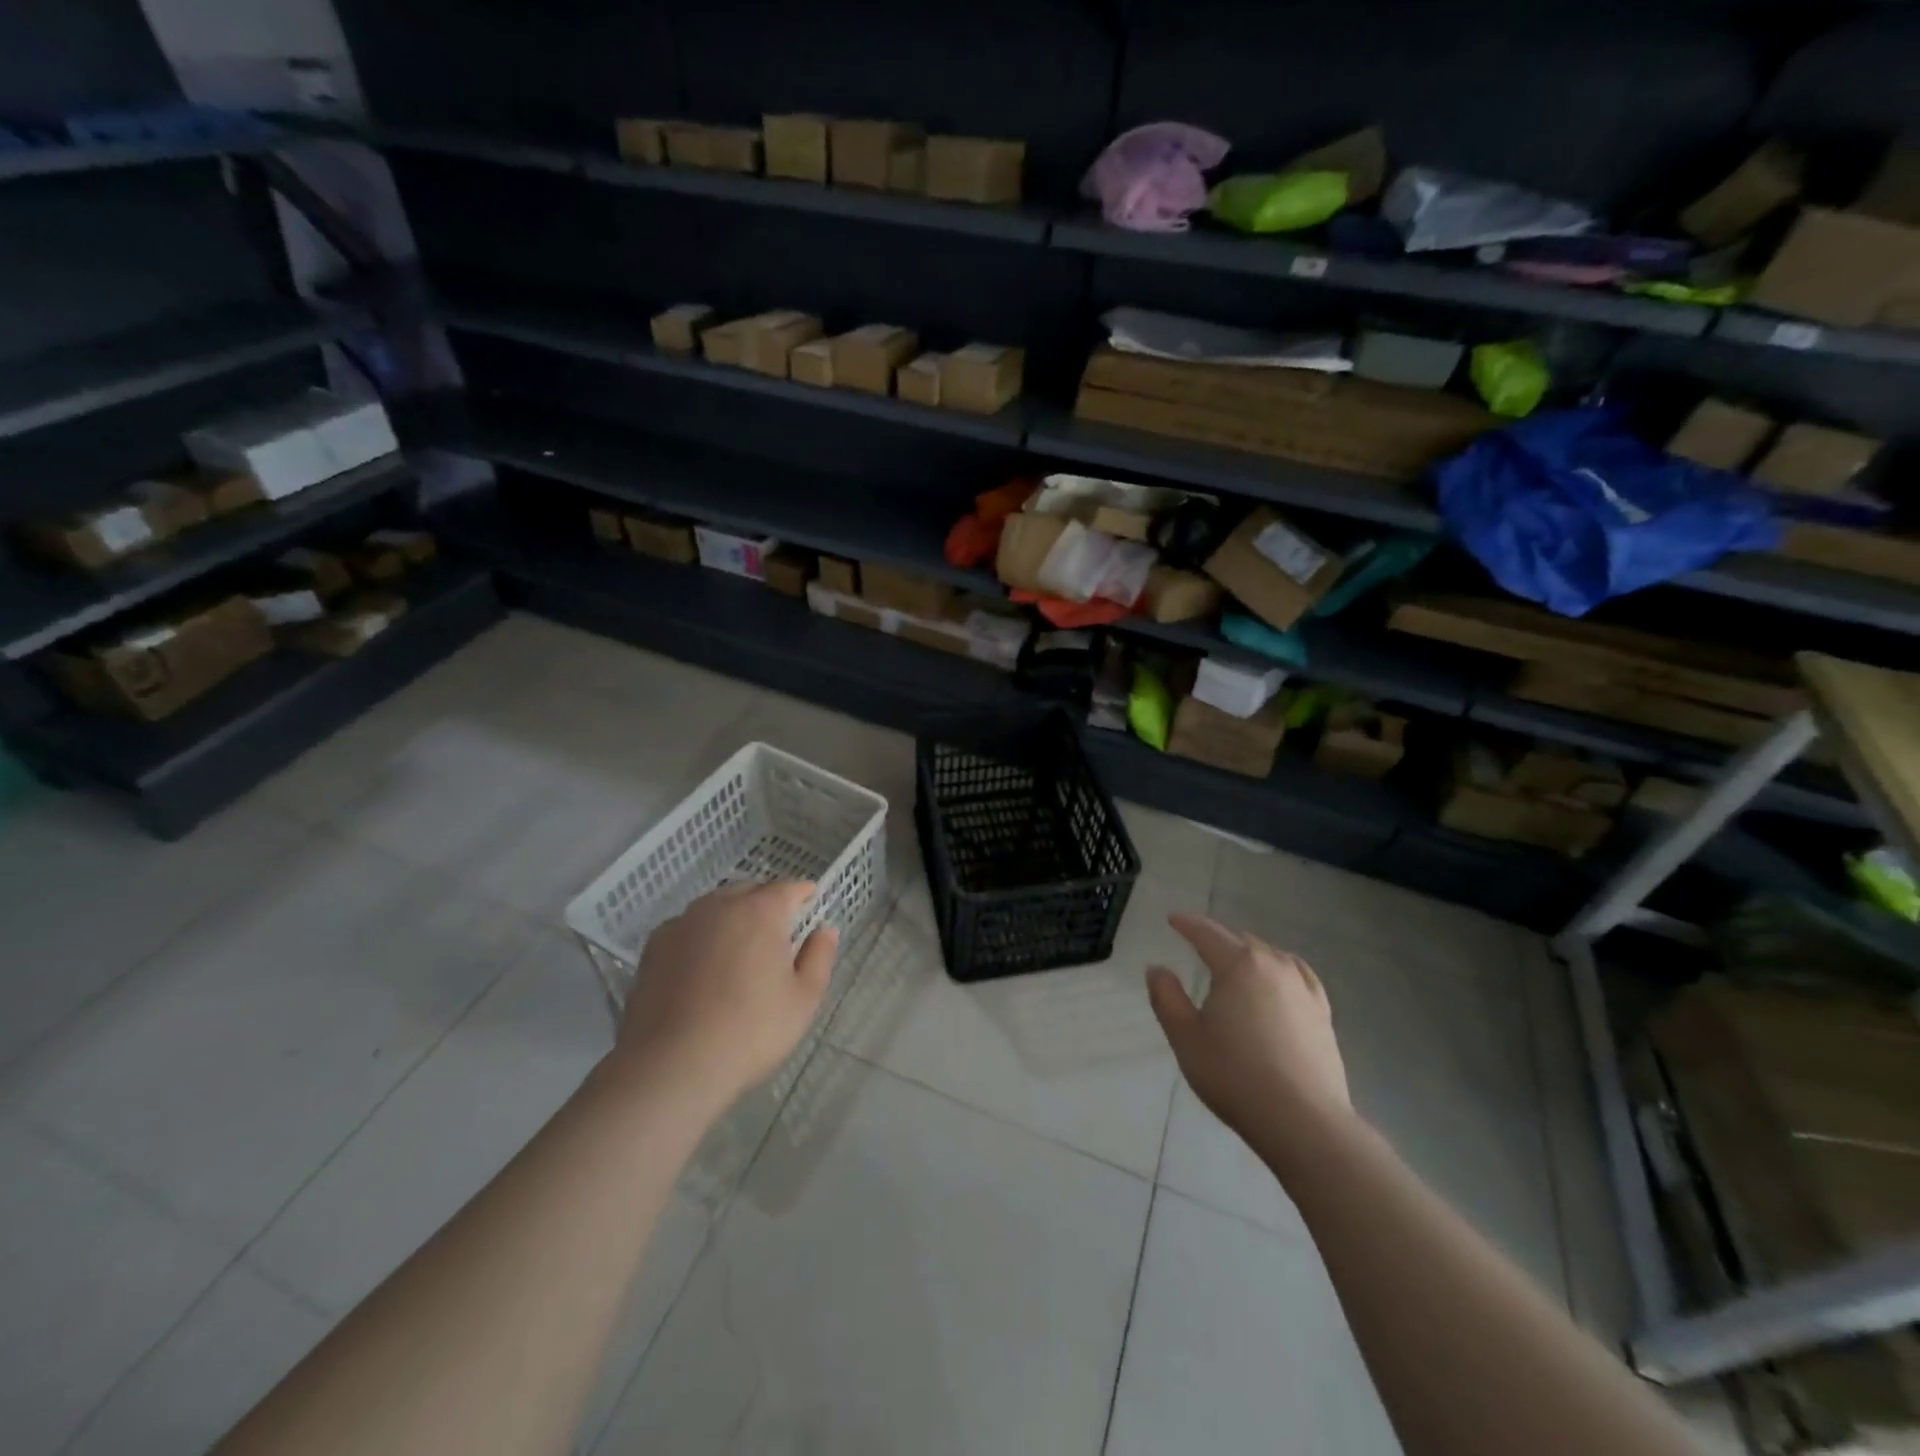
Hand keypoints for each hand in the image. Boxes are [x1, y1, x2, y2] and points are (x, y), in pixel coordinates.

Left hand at [613, 881, 837, 1106]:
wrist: (671, 1066)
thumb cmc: (750, 1031)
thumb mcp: (803, 999)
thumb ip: (819, 957)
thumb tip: (825, 930)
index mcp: (760, 911)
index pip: (787, 888)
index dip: (802, 893)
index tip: (810, 902)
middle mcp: (719, 906)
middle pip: (749, 891)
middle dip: (767, 901)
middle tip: (778, 928)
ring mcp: (681, 924)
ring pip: (715, 906)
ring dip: (732, 915)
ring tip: (740, 945)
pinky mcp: (653, 948)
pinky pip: (687, 928)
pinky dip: (701, 935)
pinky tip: (703, 964)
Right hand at [1147, 912, 1350, 1140]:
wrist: (1302, 1121)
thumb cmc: (1234, 1074)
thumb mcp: (1185, 1037)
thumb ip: (1167, 997)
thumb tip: (1157, 969)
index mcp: (1238, 965)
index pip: (1208, 933)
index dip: (1187, 924)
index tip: (1173, 919)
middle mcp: (1274, 966)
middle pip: (1241, 941)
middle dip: (1218, 939)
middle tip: (1198, 945)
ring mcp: (1303, 989)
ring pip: (1271, 956)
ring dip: (1249, 953)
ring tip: (1235, 961)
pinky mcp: (1322, 1014)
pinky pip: (1299, 975)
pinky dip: (1281, 969)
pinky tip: (1280, 979)